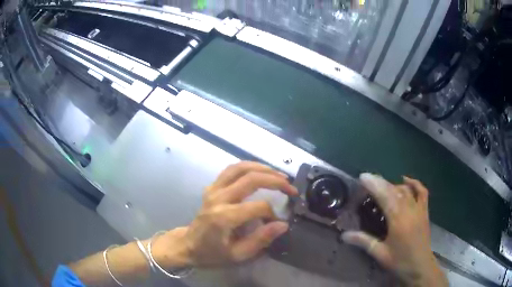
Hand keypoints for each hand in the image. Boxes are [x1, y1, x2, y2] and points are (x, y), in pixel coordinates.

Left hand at [152, 161, 297, 268]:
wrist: (188, 246)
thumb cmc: (212, 254)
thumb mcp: (238, 255)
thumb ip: (260, 239)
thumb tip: (283, 224)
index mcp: (224, 217)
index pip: (258, 207)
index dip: (273, 213)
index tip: (279, 221)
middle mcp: (218, 198)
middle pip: (250, 179)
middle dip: (274, 180)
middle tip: (291, 187)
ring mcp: (213, 190)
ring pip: (239, 168)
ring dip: (262, 168)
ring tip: (279, 175)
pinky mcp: (211, 187)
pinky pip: (230, 170)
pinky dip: (247, 167)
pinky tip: (259, 172)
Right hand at [342, 174, 447, 286]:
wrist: (420, 266)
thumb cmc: (400, 262)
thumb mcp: (380, 253)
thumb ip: (363, 241)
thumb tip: (344, 235)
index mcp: (398, 220)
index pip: (385, 197)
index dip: (374, 185)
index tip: (363, 177)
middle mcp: (409, 210)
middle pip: (394, 190)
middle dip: (380, 182)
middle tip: (368, 179)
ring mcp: (419, 209)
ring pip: (406, 190)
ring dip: (393, 184)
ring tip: (382, 185)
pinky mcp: (425, 211)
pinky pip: (422, 192)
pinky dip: (414, 183)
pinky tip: (405, 180)